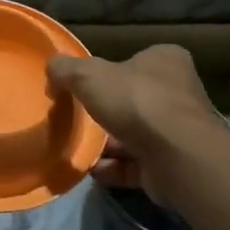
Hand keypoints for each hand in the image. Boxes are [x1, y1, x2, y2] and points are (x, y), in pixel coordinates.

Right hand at [46, 46, 222, 201]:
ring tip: (76, 147)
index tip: (84, 85)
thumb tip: (52, 67)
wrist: (177, 157)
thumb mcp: (89, 75)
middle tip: (76, 117)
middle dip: (106, 110)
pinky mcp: (172, 165)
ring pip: (134, 134)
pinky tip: (90, 169)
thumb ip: (67, 69)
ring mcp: (177, 132)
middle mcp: (178, 93)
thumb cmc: (136, 102)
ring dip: (107, 143)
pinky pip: (136, 165)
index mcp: (165, 61)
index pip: (136, 60)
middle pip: (134, 99)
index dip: (110, 71)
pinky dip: (113, 168)